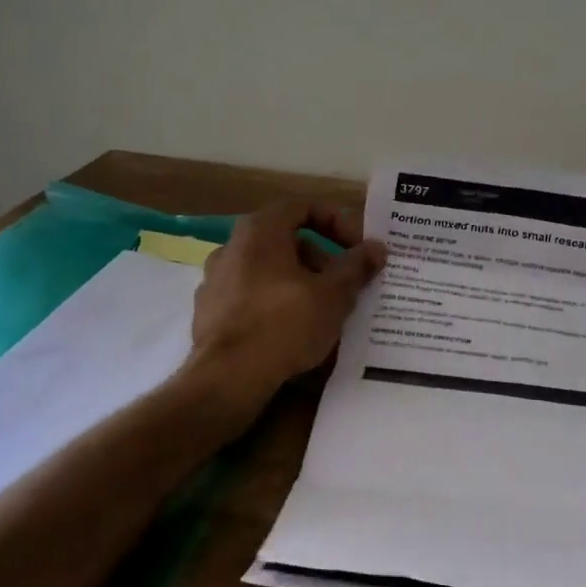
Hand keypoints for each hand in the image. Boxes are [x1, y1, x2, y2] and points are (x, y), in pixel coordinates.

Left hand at [185, 199, 385, 435]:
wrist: (227, 379)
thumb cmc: (284, 325)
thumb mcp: (333, 295)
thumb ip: (356, 266)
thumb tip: (377, 248)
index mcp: (260, 231)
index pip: (303, 207)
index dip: (337, 221)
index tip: (358, 247)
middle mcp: (232, 246)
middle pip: (286, 239)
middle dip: (321, 258)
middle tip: (345, 283)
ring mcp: (215, 280)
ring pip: (269, 270)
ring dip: (300, 282)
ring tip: (324, 311)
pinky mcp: (209, 312)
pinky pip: (251, 296)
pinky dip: (275, 303)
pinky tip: (293, 331)